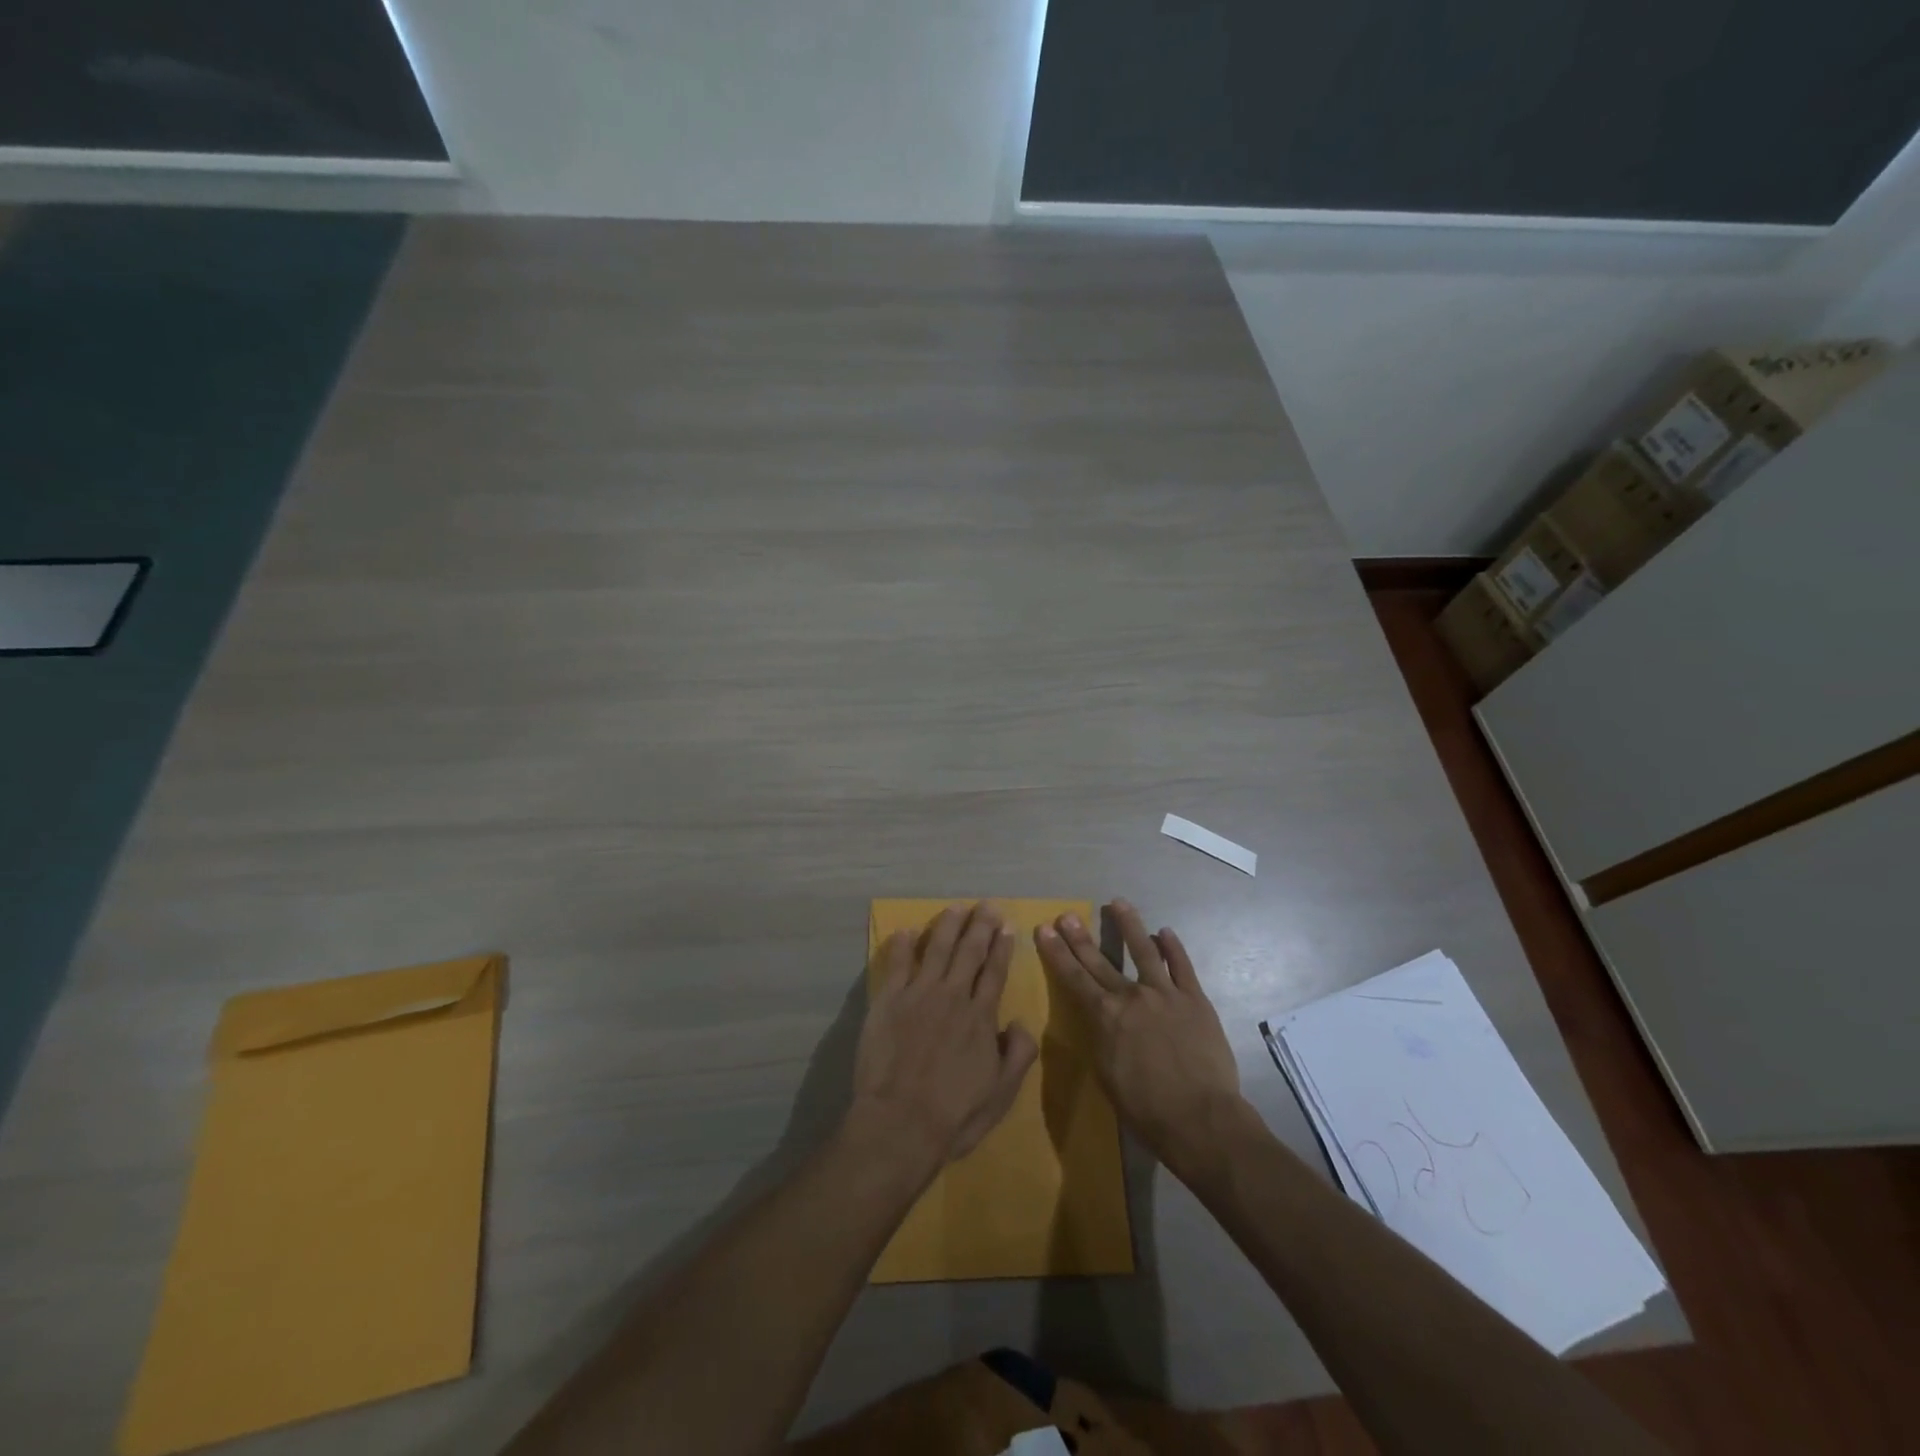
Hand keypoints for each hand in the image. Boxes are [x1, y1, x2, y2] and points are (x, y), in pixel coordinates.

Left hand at [848, 903, 1039, 1182]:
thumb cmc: (955, 1113)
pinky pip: (898, 964)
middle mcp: (953, 996)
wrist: (900, 1122)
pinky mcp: (889, 1000)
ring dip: (948, 926)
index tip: (1007, 927)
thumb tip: (1020, 1022)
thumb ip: (1018, 1054)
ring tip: (956, 908)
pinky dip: (905, 945)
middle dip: (981, 926)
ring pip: (937, 949)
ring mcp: (919, 994)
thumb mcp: (1001, 1093)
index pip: (995, 972)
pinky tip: (908, 930)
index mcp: (980, 1017)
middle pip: (969, 952)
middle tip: (987, 905)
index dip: (1002, 948)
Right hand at [1035, 901, 1244, 1175]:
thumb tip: (1099, 1018)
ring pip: (1144, 950)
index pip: (1074, 978)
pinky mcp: (1194, 999)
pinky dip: (1173, 947)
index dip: (1057, 953)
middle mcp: (1131, 996)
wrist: (1200, 1118)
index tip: (1044, 930)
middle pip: (1100, 960)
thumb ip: (1101, 1038)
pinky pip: (1182, 966)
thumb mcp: (1107, 1074)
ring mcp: (1165, 994)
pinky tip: (1165, 932)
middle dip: (1080, 937)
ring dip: (1129, 925)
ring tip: (1118, 902)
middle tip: (1067, 915)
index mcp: (1105, 1016)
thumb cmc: (1146, 1108)